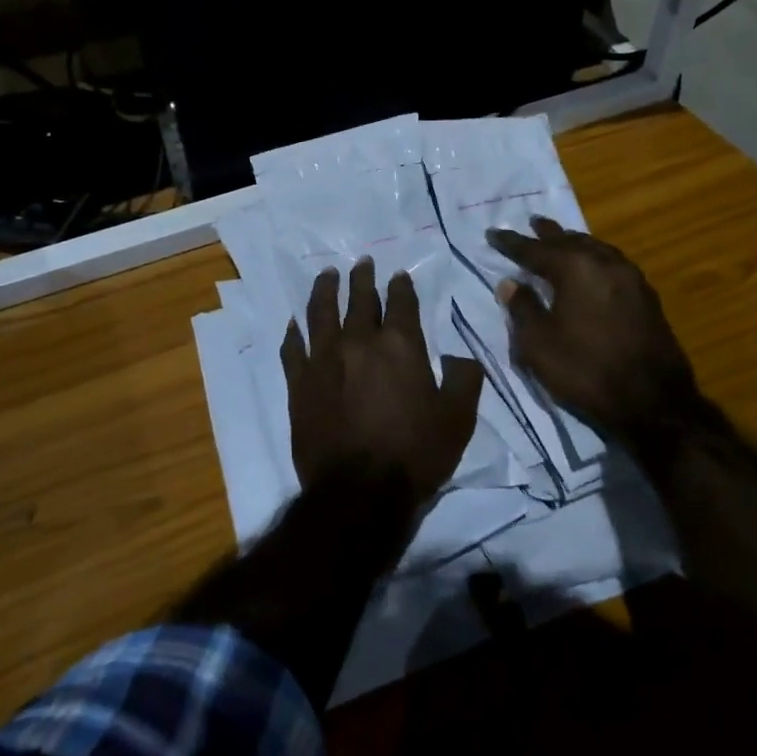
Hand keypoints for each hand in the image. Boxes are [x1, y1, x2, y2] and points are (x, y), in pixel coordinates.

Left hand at [281, 260, 484, 509]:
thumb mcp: (458, 419)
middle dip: (363, 278)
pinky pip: (293, 348)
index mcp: (399, 345)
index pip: (401, 303)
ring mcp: (324, 359)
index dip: (401, 286)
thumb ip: (463, 379)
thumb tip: (460, 356)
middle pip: (359, 299)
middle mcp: (359, 341)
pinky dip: (294, 332)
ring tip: (327, 274)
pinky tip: (295, 323)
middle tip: (362, 263)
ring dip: (325, 289)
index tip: (399, 275)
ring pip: (321, 312)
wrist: (359, 492)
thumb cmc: (414, 454)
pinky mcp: (299, 383)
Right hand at [486, 217, 714, 447]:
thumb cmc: (586, 370)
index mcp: (576, 268)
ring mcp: (631, 279)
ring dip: (575, 244)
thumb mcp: (539, 344)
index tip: (492, 233)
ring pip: (596, 249)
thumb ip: (522, 308)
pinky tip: (593, 268)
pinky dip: (595, 260)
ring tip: (562, 240)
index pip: (535, 250)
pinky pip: (613, 264)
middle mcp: (605, 263)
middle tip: (533, 222)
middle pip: (570, 242)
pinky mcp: (647, 297)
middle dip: (548, 234)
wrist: (654, 403)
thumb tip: (510, 283)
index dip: (511, 243)